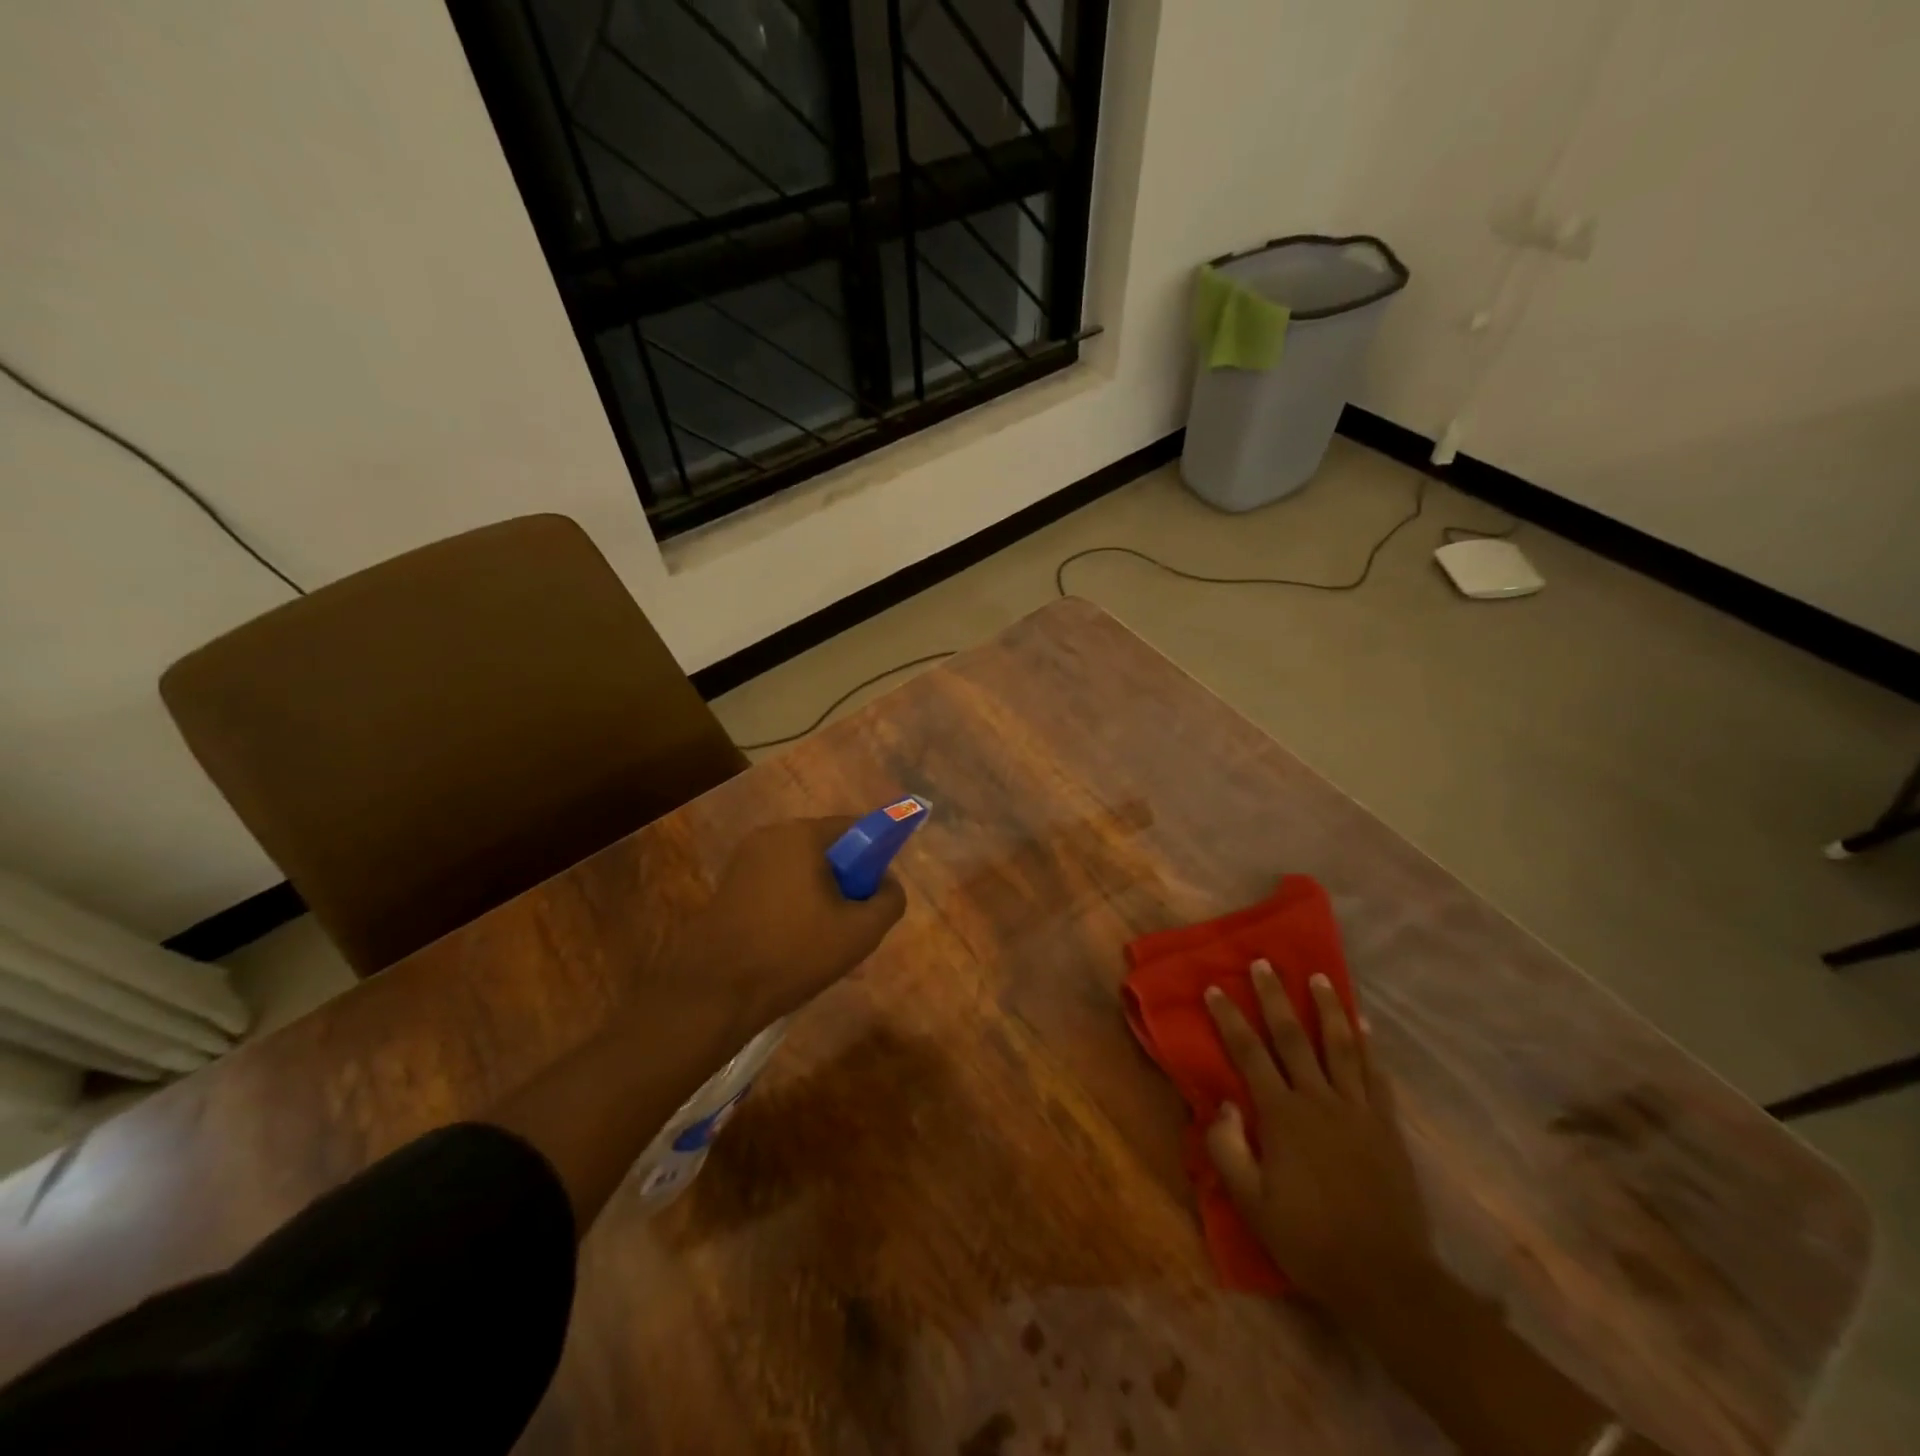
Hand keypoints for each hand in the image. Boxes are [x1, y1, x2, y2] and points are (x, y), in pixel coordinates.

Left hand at [679, 818, 907, 1032]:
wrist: (715, 992)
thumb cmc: (794, 952)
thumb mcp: (861, 932)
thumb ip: (890, 899)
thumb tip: (888, 884)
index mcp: (801, 835)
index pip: (856, 828)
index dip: (875, 858)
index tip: (876, 894)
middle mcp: (770, 835)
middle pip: (827, 849)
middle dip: (846, 881)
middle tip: (853, 924)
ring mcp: (744, 860)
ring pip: (801, 871)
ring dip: (820, 897)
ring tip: (824, 942)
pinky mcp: (728, 885)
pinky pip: (776, 885)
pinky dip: (793, 905)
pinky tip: (794, 945)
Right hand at [1204, 962, 1437, 1325]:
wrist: (1385, 1278)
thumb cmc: (1308, 1240)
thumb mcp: (1251, 1203)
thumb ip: (1228, 1149)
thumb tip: (1223, 1102)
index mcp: (1282, 1116)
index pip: (1249, 1054)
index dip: (1229, 1019)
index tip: (1214, 988)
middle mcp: (1319, 1101)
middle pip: (1293, 1038)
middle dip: (1275, 997)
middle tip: (1264, 963)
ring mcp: (1358, 1111)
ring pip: (1341, 1046)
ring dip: (1328, 1008)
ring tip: (1320, 977)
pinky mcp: (1387, 1127)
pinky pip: (1376, 1076)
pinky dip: (1369, 1046)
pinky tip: (1365, 1025)